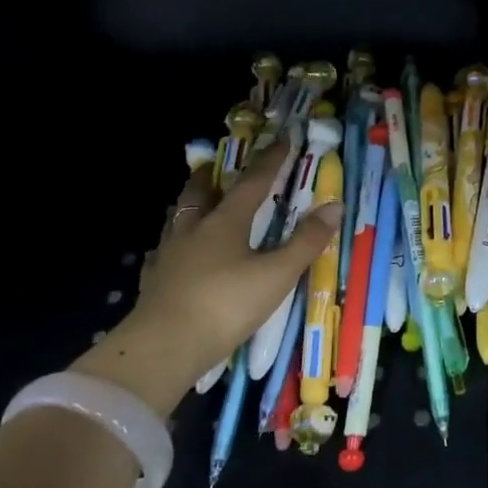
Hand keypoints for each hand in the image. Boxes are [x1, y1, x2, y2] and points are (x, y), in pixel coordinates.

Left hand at [74, 142, 341, 413]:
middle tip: (215, 166)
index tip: (283, 139)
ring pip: (176, 219)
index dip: (270, 161)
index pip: (252, 183)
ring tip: (194, 204)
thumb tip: (334, 206)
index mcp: (224, 223)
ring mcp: (168, 256)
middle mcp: (193, 230)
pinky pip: (161, 253)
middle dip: (211, 176)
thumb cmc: (226, 305)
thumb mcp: (277, 275)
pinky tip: (170, 254)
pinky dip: (170, 246)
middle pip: (200, 193)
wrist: (164, 348)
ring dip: (188, 206)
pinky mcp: (154, 282)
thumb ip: (306, 242)